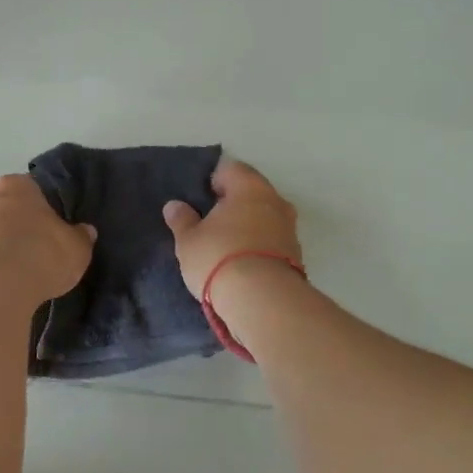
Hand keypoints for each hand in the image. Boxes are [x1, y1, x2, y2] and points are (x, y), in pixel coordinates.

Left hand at [0, 175, 95, 302]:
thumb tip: (85, 231)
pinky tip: (12, 281)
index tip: (53, 221)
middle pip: (9, 208)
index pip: (31, 188)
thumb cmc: (43, 252)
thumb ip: (81, 235)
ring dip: (6, 244)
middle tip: (41, 243)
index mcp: (16, 185)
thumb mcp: (77, 246)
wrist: (2, 288)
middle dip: (21, 223)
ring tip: (26, 267)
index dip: (43, 204)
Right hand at [162, 157, 301, 298]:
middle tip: (210, 222)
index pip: (230, 169)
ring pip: (264, 217)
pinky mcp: (297, 256)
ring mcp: (290, 229)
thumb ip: (182, 219)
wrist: (264, 302)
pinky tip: (242, 263)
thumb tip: (174, 205)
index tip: (199, 200)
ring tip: (225, 246)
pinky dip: (258, 246)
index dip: (212, 181)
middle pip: (251, 192)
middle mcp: (275, 201)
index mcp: (249, 187)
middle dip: (233, 204)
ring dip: (248, 226)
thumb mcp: (189, 240)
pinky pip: (272, 241)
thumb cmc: (220, 258)